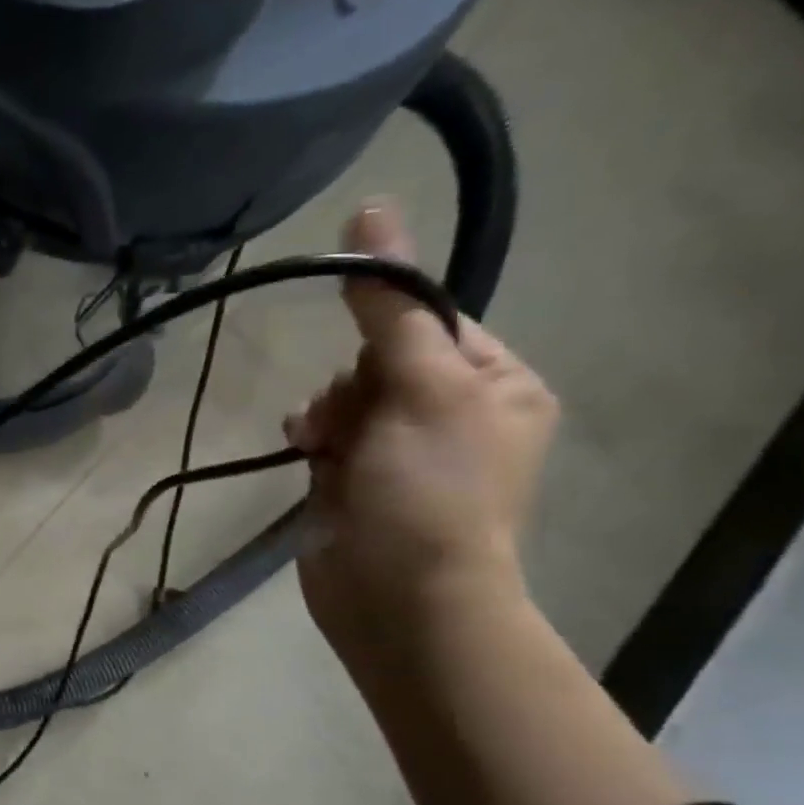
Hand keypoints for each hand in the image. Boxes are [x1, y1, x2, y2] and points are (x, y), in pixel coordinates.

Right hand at [286, 201, 558, 641]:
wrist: (397, 596)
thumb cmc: (427, 490)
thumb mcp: (420, 387)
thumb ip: (390, 305)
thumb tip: (371, 208)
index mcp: (497, 384)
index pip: (432, 320)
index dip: (389, 329)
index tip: (364, 355)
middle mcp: (453, 411)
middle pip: (381, 357)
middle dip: (353, 381)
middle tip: (348, 415)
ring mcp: (400, 449)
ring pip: (345, 395)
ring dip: (326, 411)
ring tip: (320, 442)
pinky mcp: (354, 478)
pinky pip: (326, 432)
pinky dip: (313, 436)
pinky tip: (306, 450)